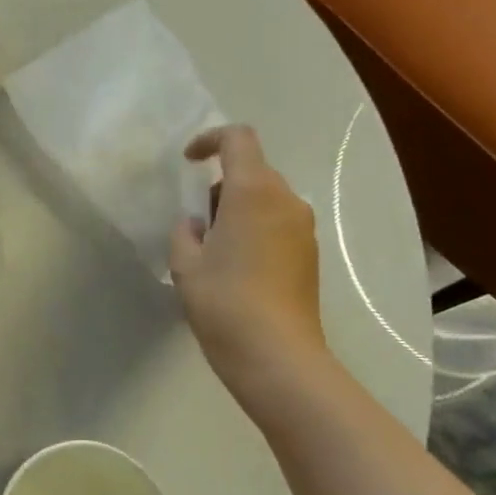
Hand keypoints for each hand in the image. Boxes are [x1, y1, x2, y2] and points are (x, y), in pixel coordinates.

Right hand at [170, 126, 332, 407]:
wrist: (277, 355)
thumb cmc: (223, 302)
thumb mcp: (185, 264)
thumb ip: (185, 232)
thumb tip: (198, 224)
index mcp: (253, 192)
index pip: (238, 139)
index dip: (210, 140)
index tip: (188, 162)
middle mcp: (286, 201)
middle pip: (253, 171)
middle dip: (219, 185)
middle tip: (195, 221)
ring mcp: (303, 229)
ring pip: (266, 199)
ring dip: (237, 209)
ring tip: (212, 249)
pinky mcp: (309, 255)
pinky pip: (278, 224)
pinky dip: (254, 229)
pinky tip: (235, 267)